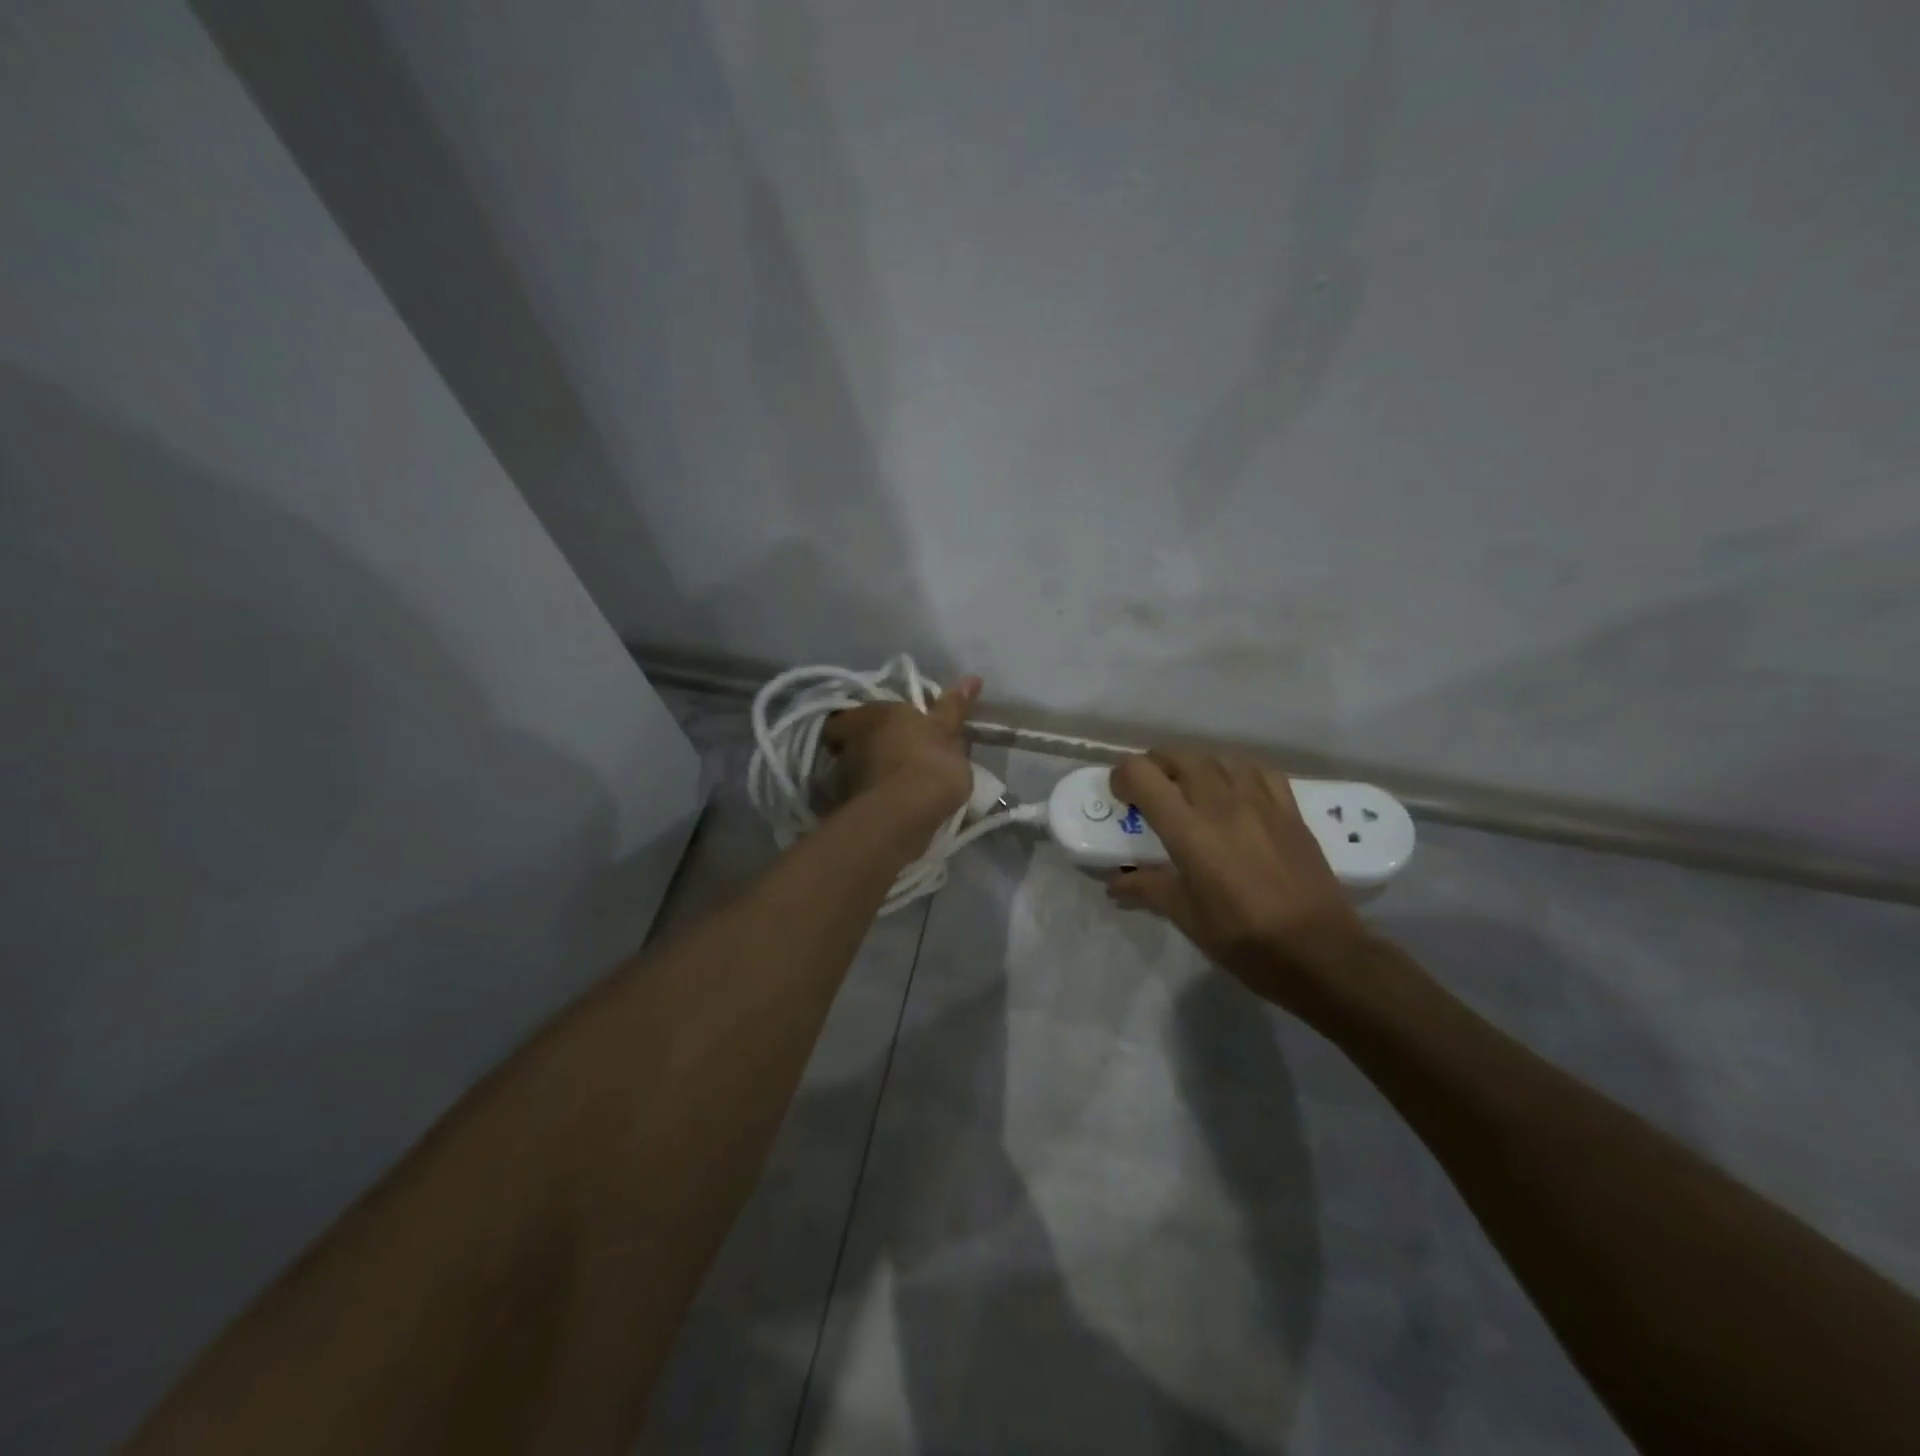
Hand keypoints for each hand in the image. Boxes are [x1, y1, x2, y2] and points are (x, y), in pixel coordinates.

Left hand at [823, 676, 980, 818]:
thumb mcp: (947, 732)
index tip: (897, 732)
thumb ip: (954, 707)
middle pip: (856, 739)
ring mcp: (843, 773)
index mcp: (873, 713)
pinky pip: (862, 795)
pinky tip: (896, 806)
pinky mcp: (846, 804)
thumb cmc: (929, 763)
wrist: (905, 815)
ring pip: (856, 768)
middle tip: (902, 756)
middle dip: (873, 746)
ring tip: (901, 785)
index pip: (859, 713)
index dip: (875, 722)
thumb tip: (972, 678)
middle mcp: (849, 739)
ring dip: (873, 773)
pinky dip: (875, 797)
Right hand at [1107, 749, 1369, 1008]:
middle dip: (1155, 766)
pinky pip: (1257, 770)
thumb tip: (1116, 883)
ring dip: (1194, 766)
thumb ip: (1148, 889)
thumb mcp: (1186, 917)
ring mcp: (1259, 801)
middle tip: (1151, 793)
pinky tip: (1235, 793)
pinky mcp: (1289, 808)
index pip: (1141, 774)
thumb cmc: (1244, 939)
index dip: (1122, 778)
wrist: (1320, 951)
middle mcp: (1220, 803)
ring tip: (1191, 791)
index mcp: (1188, 830)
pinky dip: (1235, 772)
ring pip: (1217, 757)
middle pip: (1178, 755)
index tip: (1122, 799)